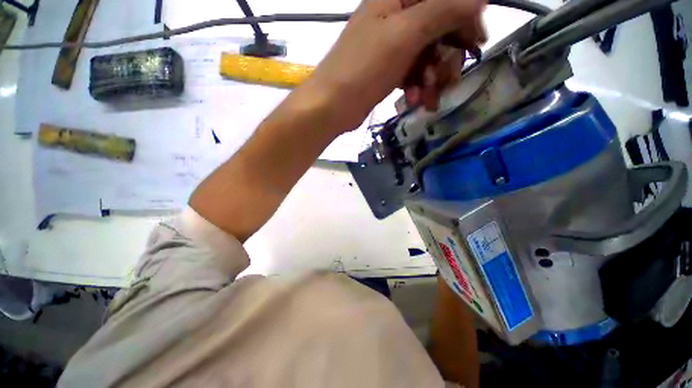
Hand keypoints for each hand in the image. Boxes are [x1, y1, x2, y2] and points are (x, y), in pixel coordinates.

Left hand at [308, 0, 486, 130]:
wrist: (333, 106)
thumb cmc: (364, 68)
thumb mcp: (405, 34)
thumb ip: (443, 10)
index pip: (443, 0)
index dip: (464, 19)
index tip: (476, 42)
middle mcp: (395, 18)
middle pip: (437, 31)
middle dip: (446, 58)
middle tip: (448, 79)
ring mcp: (391, 47)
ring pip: (426, 57)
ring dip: (432, 79)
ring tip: (428, 97)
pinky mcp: (387, 71)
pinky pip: (412, 74)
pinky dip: (418, 88)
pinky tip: (416, 101)